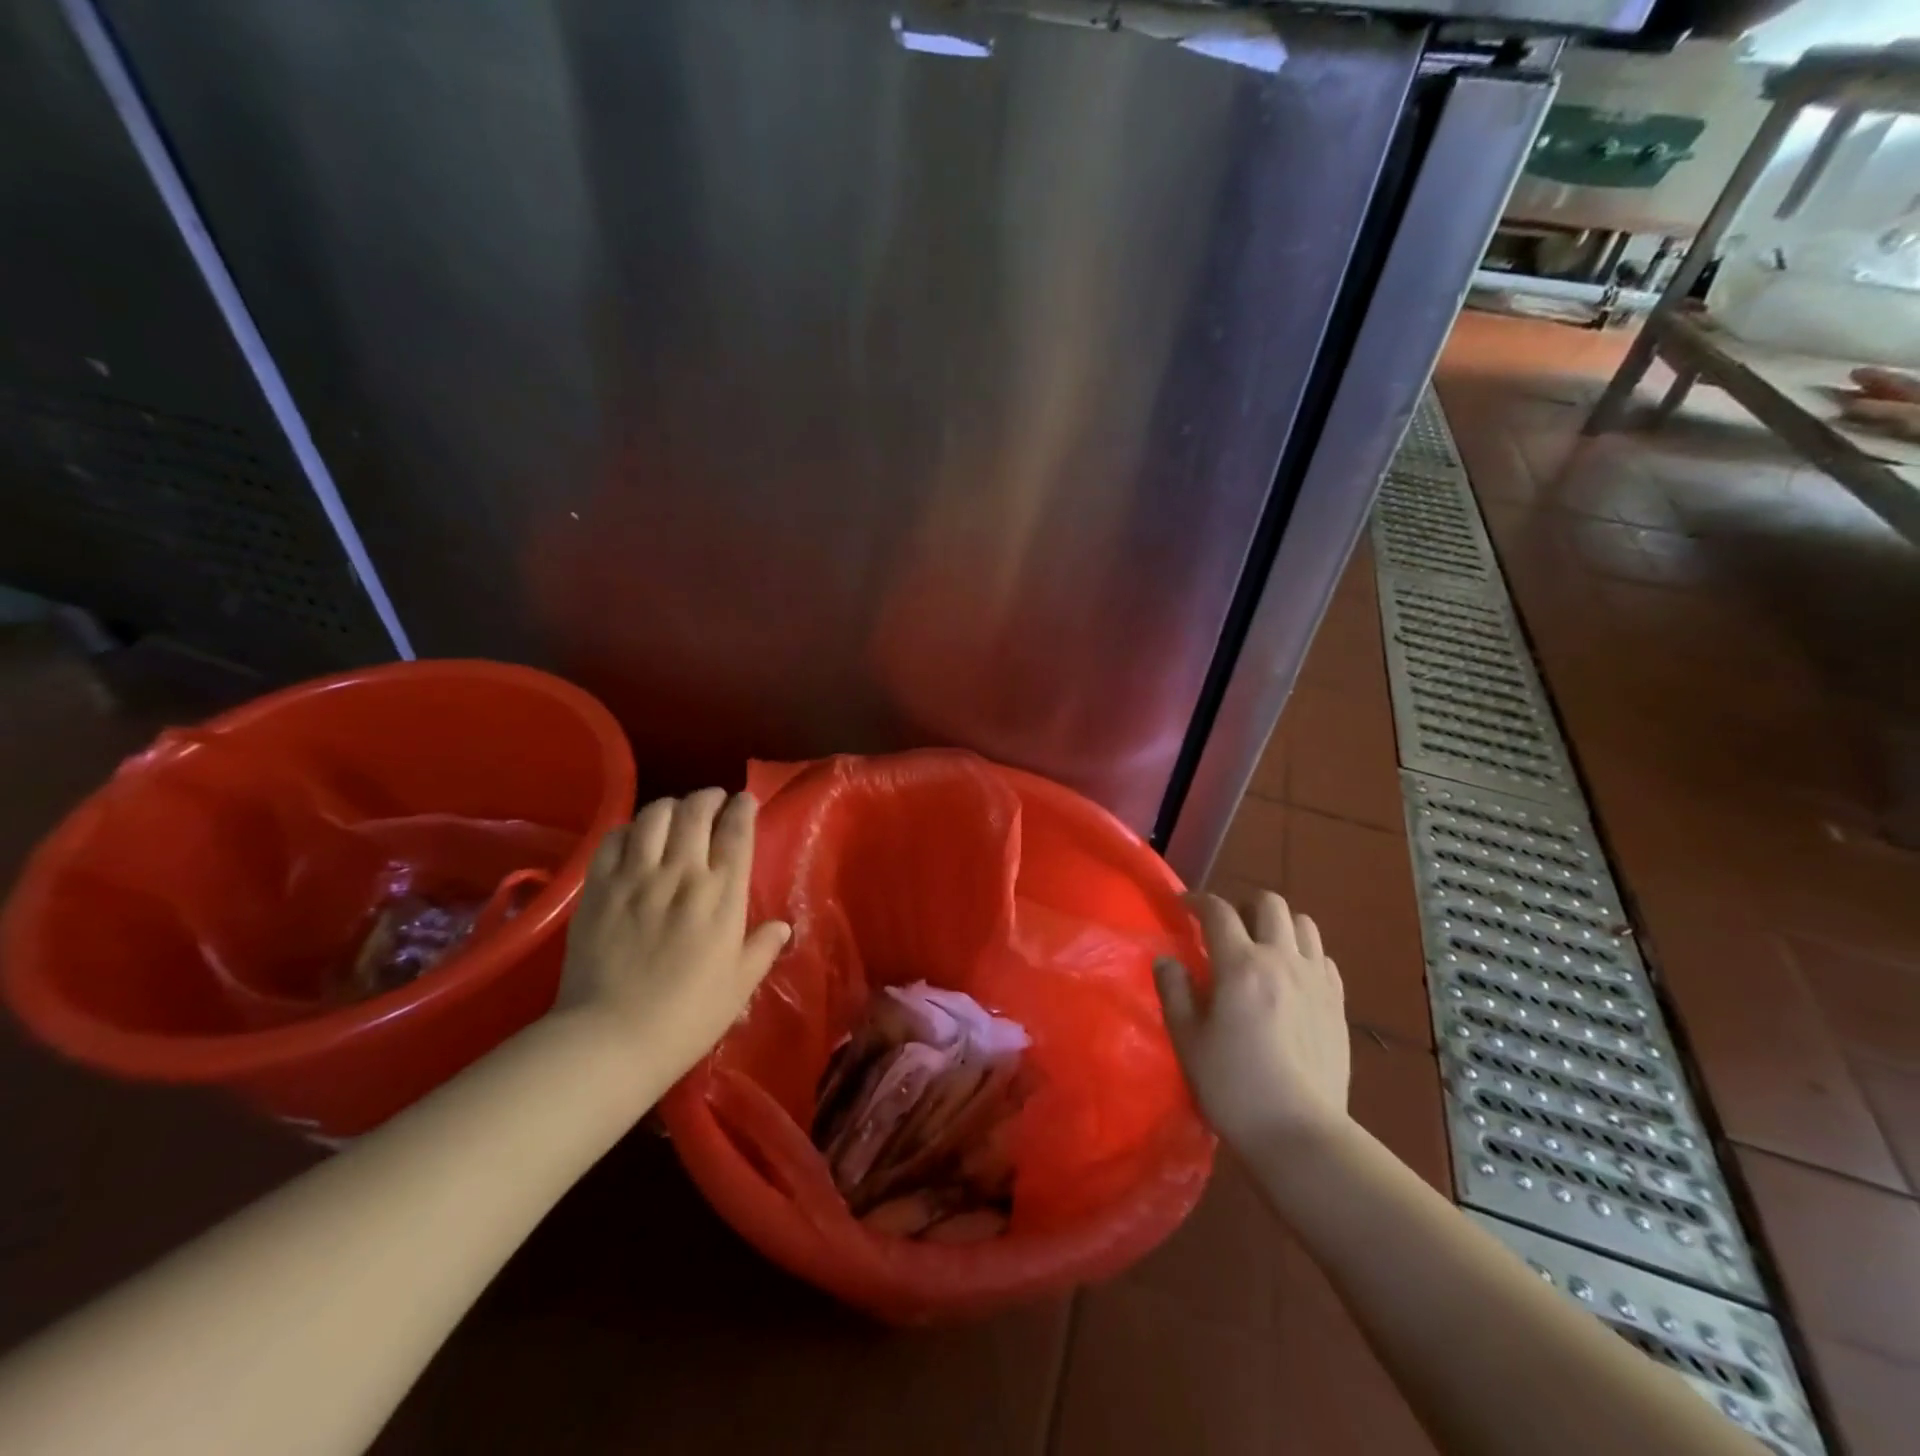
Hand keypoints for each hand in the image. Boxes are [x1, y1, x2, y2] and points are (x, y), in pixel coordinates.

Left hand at [557, 790, 790, 1084]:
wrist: (611, 1039)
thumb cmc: (687, 1018)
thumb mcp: (739, 986)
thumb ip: (762, 949)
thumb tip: (782, 927)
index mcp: (722, 895)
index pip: (736, 832)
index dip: (743, 808)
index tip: (745, 801)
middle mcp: (681, 873)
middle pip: (696, 811)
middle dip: (709, 797)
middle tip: (713, 801)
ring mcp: (636, 877)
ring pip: (655, 815)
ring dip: (671, 806)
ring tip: (675, 814)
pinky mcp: (598, 887)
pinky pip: (614, 838)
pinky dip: (629, 829)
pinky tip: (635, 838)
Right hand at [1154, 891, 1350, 1151]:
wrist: (1299, 1133)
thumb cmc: (1233, 1086)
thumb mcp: (1187, 1039)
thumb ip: (1174, 991)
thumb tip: (1167, 960)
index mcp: (1241, 965)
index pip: (1218, 911)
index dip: (1197, 900)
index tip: (1183, 905)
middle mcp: (1282, 960)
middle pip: (1269, 903)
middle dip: (1244, 905)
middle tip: (1227, 928)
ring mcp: (1316, 981)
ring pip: (1303, 924)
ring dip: (1279, 925)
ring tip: (1262, 947)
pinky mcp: (1338, 1004)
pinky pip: (1323, 958)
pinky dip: (1304, 954)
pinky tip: (1291, 978)